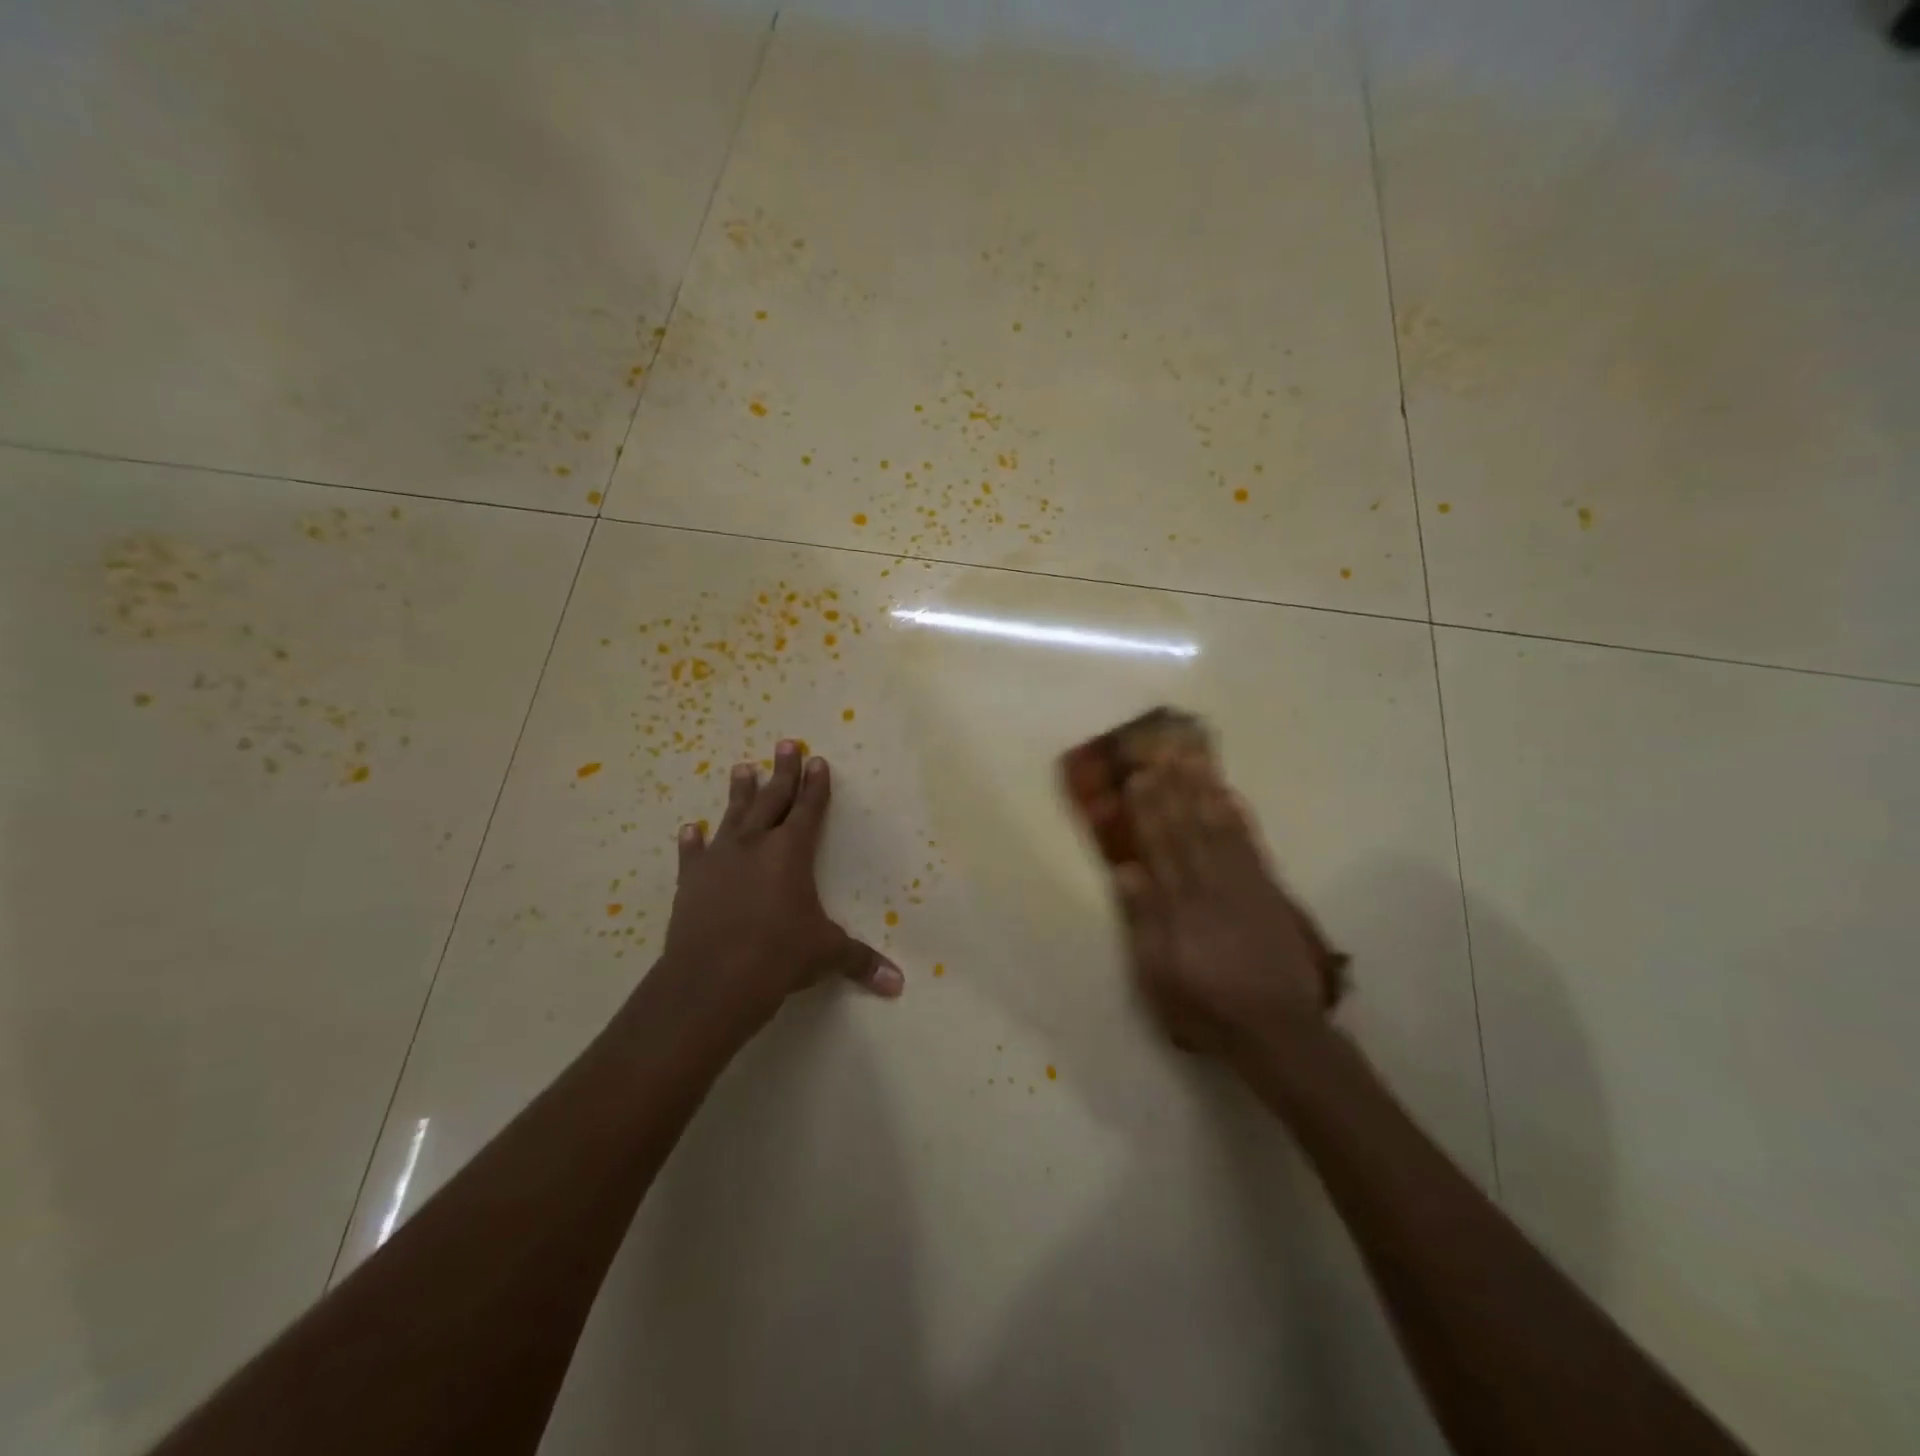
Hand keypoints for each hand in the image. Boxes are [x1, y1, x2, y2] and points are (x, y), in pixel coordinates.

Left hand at [653, 741, 900, 1039]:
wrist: (711, 981)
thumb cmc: (777, 958)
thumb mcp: (826, 955)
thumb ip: (861, 961)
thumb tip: (899, 984)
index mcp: (790, 852)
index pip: (808, 809)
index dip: (815, 785)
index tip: (817, 760)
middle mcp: (755, 845)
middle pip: (771, 799)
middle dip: (782, 771)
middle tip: (785, 744)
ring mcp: (719, 860)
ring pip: (732, 816)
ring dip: (739, 792)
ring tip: (742, 767)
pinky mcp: (691, 881)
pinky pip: (693, 854)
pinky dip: (692, 841)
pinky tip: (690, 828)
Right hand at [1114, 751, 1343, 1056]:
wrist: (1276, 1028)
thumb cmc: (1204, 1006)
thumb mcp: (1158, 975)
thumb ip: (1144, 922)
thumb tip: (1128, 871)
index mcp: (1179, 906)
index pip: (1159, 846)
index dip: (1148, 809)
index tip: (1138, 775)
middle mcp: (1210, 885)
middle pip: (1188, 828)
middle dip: (1174, 786)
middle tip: (1164, 748)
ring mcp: (1243, 885)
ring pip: (1219, 828)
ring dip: (1204, 791)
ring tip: (1193, 758)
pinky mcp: (1268, 892)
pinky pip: (1251, 846)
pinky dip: (1239, 818)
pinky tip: (1229, 796)